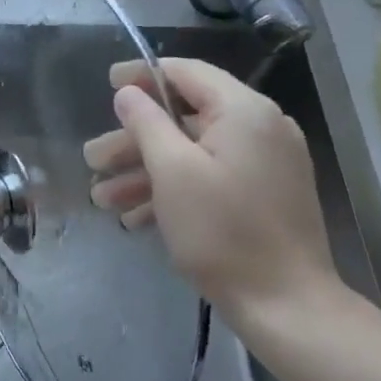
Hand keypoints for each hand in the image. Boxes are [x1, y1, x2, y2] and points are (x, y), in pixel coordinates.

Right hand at [83, 58, 344, 339]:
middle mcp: (260, 129)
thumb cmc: (223, 232)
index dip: (143, 75)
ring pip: (192, 153)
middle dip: (133, 141)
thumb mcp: (173, 172)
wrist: (287, 307)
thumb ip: (147, 123)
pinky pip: (210, 177)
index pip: (187, 73)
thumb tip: (129, 93)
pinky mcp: (263, 196)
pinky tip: (135, 217)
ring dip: (145, 172)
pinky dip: (174, 190)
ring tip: (103, 198)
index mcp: (244, 111)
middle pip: (184, 118)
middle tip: (93, 160)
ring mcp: (265, 164)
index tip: (108, 83)